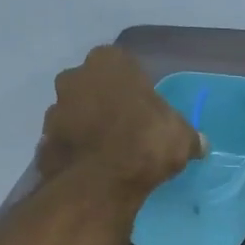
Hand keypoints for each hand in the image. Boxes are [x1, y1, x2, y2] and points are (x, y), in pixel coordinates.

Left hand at [37, 45, 204, 189]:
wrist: (100, 182)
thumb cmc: (145, 143)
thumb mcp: (181, 138)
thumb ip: (189, 136)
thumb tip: (200, 143)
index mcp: (109, 62)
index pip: (124, 65)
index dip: (136, 88)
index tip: (147, 109)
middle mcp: (75, 76)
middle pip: (95, 87)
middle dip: (108, 104)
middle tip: (129, 130)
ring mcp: (54, 108)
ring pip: (77, 113)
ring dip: (90, 127)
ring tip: (111, 154)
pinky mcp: (44, 140)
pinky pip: (67, 141)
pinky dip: (78, 151)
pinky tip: (95, 168)